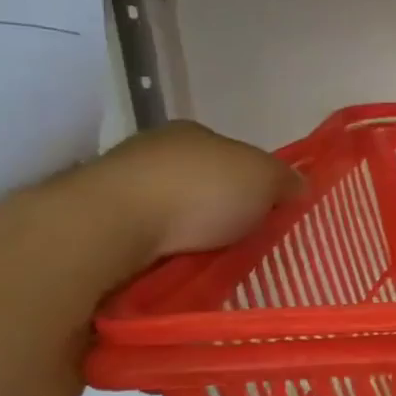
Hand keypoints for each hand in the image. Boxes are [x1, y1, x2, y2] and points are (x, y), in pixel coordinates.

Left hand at [87, 121, 301, 260]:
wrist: (111, 224)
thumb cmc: (198, 190)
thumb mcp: (265, 178)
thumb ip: (286, 180)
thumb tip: (299, 184)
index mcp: (194, 131)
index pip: (233, 154)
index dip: (254, 180)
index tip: (267, 209)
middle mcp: (155, 149)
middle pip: (201, 179)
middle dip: (221, 206)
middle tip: (243, 237)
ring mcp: (120, 182)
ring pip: (171, 208)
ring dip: (189, 230)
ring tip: (211, 258)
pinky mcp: (95, 219)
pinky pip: (144, 234)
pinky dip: (162, 248)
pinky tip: (176, 264)